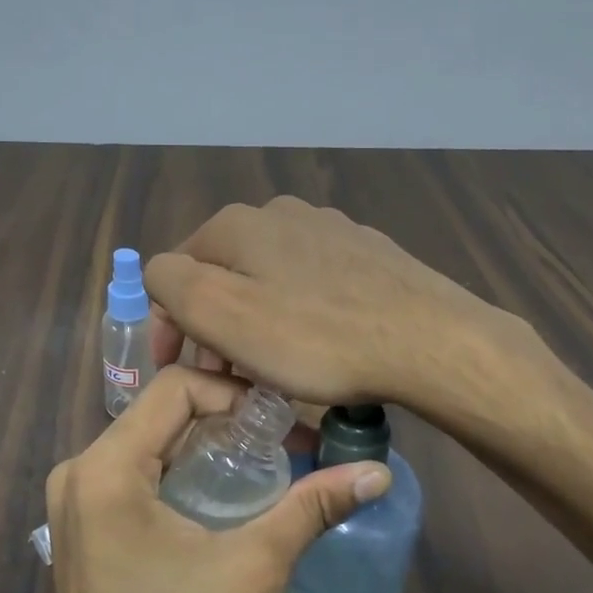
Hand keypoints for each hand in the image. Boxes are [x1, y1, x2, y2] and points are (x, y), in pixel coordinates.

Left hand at [41, 365, 389, 592]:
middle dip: (227, 420)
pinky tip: (226, 496)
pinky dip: (183, 473)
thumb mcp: (251, 569)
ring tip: (266, 465)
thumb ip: (311, 509)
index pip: (175, 387)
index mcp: (105, 468)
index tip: (285, 421)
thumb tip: (376, 473)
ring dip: (208, 447)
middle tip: (286, 441)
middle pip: (162, 414)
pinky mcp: (83, 528)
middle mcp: (80, 471)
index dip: (236, 393)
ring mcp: (75, 502)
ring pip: (151, 444)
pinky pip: (137, 476)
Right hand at [145, 196, 504, 408]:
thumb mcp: (221, 312)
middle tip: (226, 379)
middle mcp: (281, 214)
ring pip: (268, 281)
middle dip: (214, 327)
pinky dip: (298, 317)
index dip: (169, 325)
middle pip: (224, 275)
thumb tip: (164, 275)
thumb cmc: (315, 337)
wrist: (429, 340)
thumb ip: (172, 283)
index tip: (181, 371)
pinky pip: (311, 286)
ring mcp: (330, 230)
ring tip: (271, 371)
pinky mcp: (368, 254)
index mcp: (238, 224)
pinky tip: (319, 347)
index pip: (174, 271)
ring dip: (255, 324)